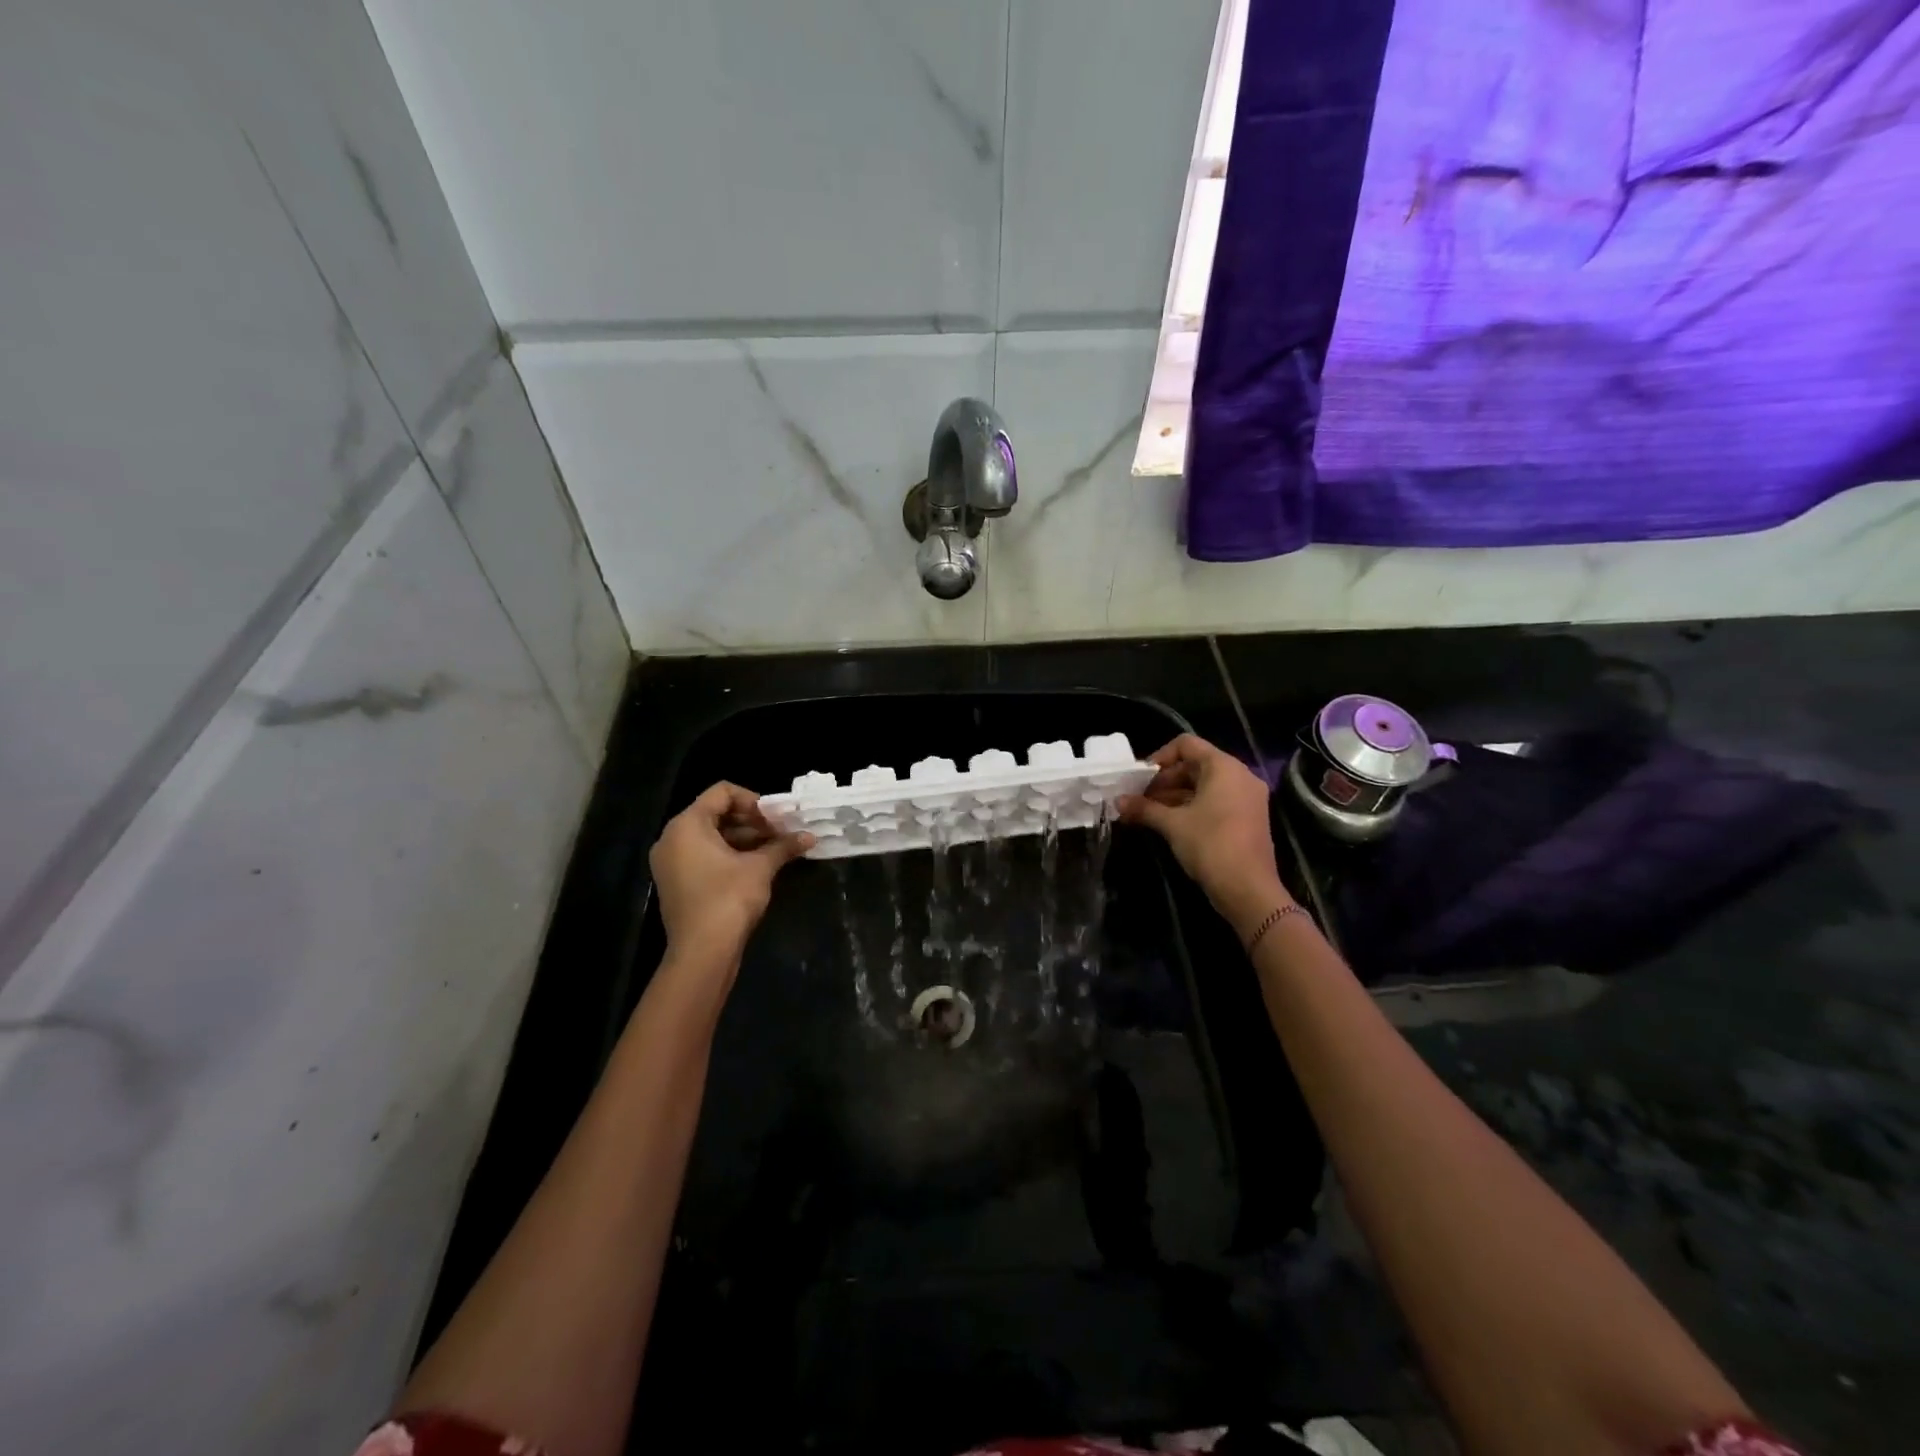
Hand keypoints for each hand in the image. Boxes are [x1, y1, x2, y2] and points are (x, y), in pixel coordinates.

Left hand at [649, 783, 812, 966]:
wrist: (702, 953)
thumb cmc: (728, 899)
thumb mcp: (760, 868)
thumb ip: (783, 846)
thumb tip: (810, 836)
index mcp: (687, 825)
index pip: (722, 792)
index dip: (753, 800)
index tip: (775, 819)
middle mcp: (672, 838)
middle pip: (715, 813)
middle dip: (751, 821)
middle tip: (779, 833)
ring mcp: (671, 862)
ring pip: (711, 837)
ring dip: (744, 839)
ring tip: (774, 850)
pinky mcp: (676, 883)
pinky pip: (703, 856)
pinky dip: (729, 856)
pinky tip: (756, 867)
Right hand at [1117, 734, 1291, 936]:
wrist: (1248, 889)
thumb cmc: (1210, 845)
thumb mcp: (1172, 824)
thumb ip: (1144, 808)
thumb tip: (1118, 801)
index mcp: (1224, 767)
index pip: (1186, 745)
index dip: (1159, 757)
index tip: (1140, 778)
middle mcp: (1240, 775)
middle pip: (1195, 765)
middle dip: (1163, 780)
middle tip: (1139, 799)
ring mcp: (1247, 797)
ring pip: (1204, 785)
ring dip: (1174, 796)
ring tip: (1146, 813)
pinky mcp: (1247, 817)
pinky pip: (1215, 801)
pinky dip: (1191, 807)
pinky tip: (1168, 823)